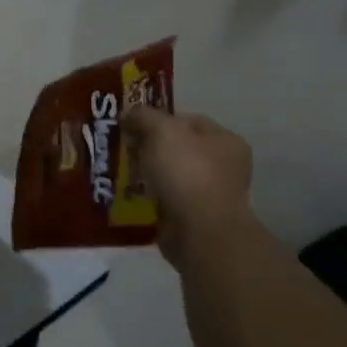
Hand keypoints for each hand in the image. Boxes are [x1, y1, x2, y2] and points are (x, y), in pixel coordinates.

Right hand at [123, 106, 255, 260]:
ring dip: (147, 174)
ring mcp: (211, 195)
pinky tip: (130, 197)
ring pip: (170, 175)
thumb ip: (144, 116)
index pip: (188, 120)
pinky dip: (149, 198)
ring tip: (120, 174)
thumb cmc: (187, 173)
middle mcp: (224, 166)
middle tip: (122, 149)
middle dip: (148, 148)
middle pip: (178, 148)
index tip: (131, 126)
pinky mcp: (195, 219)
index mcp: (226, 141)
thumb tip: (128, 114)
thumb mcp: (161, 131)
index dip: (158, 119)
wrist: (199, 232)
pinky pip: (166, 200)